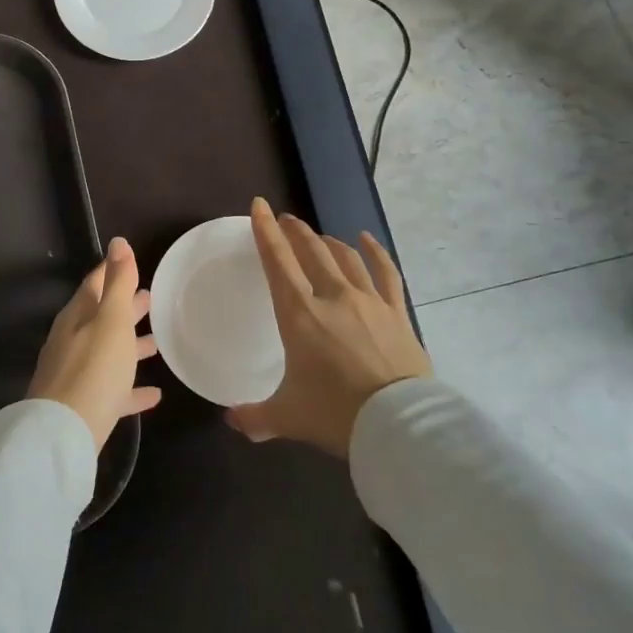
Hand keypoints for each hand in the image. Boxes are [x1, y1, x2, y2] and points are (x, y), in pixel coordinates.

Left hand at [28, 237, 162, 452]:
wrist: (63, 435)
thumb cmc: (93, 369)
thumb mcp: (110, 320)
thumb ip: (117, 282)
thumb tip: (118, 241)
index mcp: (77, 317)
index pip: (94, 283)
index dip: (112, 271)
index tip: (130, 262)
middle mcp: (72, 341)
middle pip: (101, 318)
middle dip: (124, 307)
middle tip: (150, 299)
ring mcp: (76, 374)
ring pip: (107, 353)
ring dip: (130, 346)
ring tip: (158, 344)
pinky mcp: (84, 406)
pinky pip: (112, 390)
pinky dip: (130, 388)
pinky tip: (154, 394)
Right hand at [227, 198, 431, 456]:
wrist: (401, 426)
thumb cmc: (336, 414)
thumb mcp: (288, 416)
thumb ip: (256, 417)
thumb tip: (231, 422)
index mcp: (299, 314)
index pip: (277, 261)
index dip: (265, 231)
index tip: (259, 206)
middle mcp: (332, 296)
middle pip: (311, 251)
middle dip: (295, 232)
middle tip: (286, 220)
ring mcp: (369, 301)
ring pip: (345, 257)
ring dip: (328, 242)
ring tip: (319, 236)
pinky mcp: (397, 314)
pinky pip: (386, 273)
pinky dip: (375, 253)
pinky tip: (367, 240)